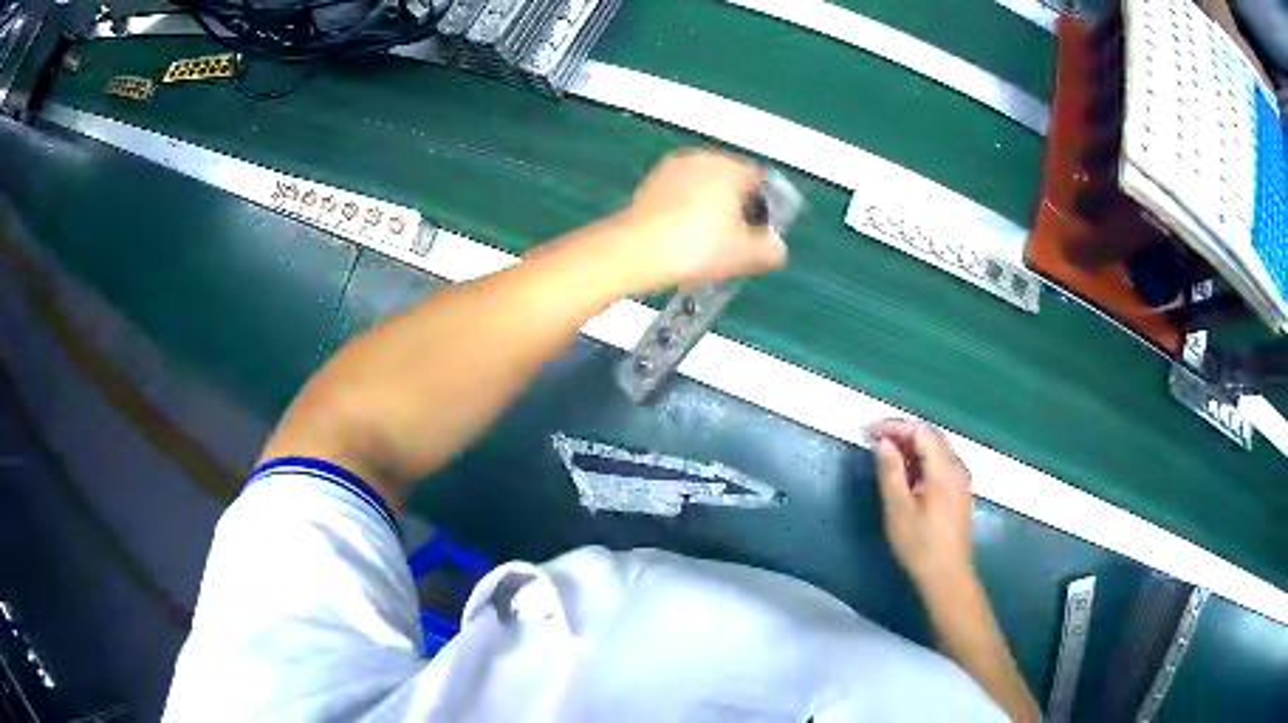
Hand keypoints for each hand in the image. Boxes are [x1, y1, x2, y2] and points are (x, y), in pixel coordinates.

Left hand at [615, 150, 788, 289]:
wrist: (640, 251)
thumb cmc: (689, 245)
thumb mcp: (746, 255)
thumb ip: (772, 248)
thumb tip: (776, 248)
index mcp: (731, 168)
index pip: (762, 179)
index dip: (768, 205)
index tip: (766, 224)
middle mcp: (702, 160)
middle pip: (731, 182)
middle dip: (737, 208)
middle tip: (738, 238)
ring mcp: (673, 169)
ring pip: (703, 187)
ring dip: (710, 209)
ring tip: (710, 243)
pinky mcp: (651, 184)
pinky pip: (679, 195)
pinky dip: (685, 211)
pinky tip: (687, 238)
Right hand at [871, 419, 975, 590]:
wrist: (947, 577)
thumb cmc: (919, 544)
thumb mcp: (897, 508)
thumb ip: (890, 471)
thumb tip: (883, 442)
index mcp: (944, 468)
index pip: (921, 431)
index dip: (896, 426)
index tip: (870, 431)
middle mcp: (957, 467)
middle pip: (931, 437)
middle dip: (903, 434)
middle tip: (876, 441)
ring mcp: (961, 480)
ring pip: (936, 451)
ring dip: (912, 448)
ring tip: (887, 456)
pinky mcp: (959, 493)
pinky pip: (940, 465)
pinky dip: (922, 461)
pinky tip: (907, 474)